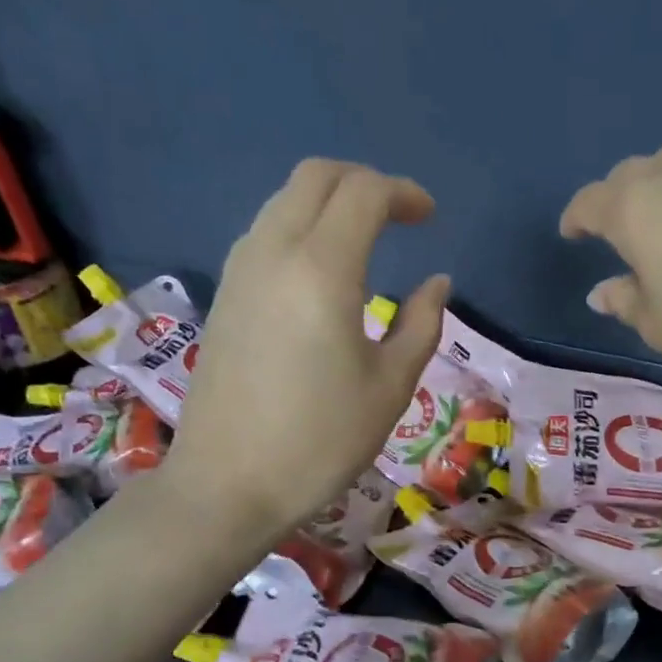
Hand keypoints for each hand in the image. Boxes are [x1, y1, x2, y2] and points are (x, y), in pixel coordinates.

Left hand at [162, 160, 449, 539]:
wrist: (228, 484)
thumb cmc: (320, 441)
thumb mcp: (391, 387)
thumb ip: (421, 324)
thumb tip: (437, 284)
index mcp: (322, 270)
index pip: (363, 193)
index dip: (403, 193)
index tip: (430, 217)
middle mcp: (274, 253)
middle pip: (316, 177)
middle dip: (364, 182)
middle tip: (399, 215)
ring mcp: (240, 271)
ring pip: (284, 201)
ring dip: (328, 202)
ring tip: (366, 238)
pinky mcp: (224, 294)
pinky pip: (265, 232)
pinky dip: (301, 226)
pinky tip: (323, 269)